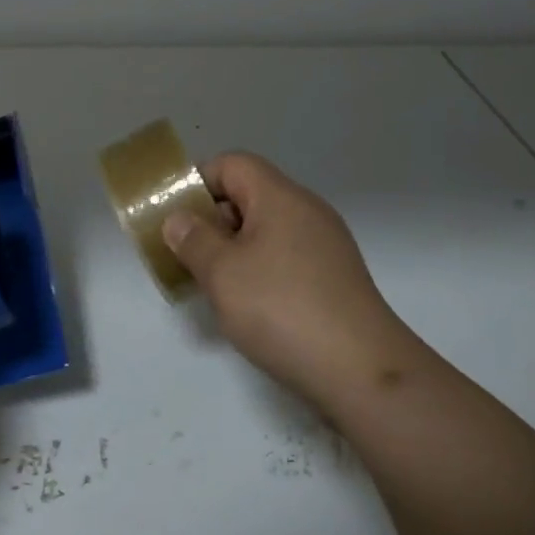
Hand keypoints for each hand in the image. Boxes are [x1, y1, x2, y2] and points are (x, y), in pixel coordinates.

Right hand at [163, 153, 409, 410]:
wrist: (361, 371)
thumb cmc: (282, 309)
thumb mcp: (222, 273)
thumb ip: (193, 240)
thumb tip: (179, 219)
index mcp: (281, 197)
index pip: (232, 164)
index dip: (198, 182)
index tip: (173, 218)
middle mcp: (307, 212)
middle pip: (249, 196)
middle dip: (211, 221)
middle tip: (184, 256)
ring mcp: (325, 247)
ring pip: (266, 232)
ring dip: (232, 251)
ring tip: (209, 286)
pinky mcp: (333, 280)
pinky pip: (284, 259)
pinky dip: (258, 272)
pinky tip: (247, 307)